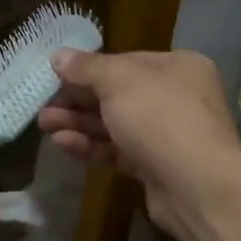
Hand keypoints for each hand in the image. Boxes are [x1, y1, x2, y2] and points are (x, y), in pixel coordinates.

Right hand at [37, 49, 240, 238]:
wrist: (196, 185)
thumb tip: (58, 55)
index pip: (125, 61)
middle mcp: (176, 97)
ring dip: (79, 123)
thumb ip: (86, 68)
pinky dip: (92, 146)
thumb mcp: (119, 81)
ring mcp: (167, 135)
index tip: (56, 77)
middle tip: (43, 106)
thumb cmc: (160, 118)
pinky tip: (63, 144)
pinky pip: (119, 151)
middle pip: (117, 94)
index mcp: (177, 67)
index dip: (88, 69)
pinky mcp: (156, 167)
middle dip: (78, 100)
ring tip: (45, 125)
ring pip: (115, 124)